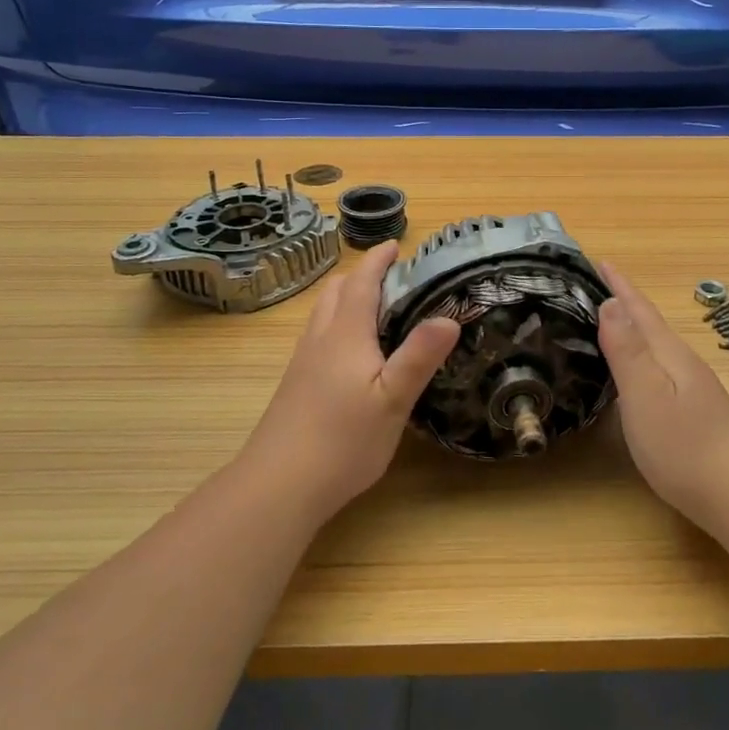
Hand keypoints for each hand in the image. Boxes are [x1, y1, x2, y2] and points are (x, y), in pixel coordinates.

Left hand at [241, 240, 459, 522]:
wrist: (279, 485)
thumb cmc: (342, 441)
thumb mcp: (392, 401)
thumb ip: (419, 357)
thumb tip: (450, 317)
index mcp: (345, 334)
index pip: (360, 282)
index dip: (377, 260)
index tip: (396, 244)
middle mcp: (320, 339)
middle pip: (335, 291)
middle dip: (361, 275)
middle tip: (392, 276)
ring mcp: (303, 362)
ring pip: (323, 313)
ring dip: (346, 297)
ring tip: (375, 307)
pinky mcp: (295, 384)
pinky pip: (318, 335)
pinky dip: (337, 322)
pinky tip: (352, 351)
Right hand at [596, 263, 728, 529]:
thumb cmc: (682, 444)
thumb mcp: (645, 394)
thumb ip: (627, 350)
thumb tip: (610, 302)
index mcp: (669, 353)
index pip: (639, 309)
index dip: (619, 285)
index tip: (598, 260)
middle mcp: (682, 362)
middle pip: (649, 323)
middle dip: (623, 302)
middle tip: (595, 286)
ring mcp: (693, 386)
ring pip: (656, 346)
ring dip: (633, 328)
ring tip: (609, 322)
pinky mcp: (694, 409)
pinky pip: (660, 367)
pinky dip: (641, 355)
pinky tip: (636, 371)